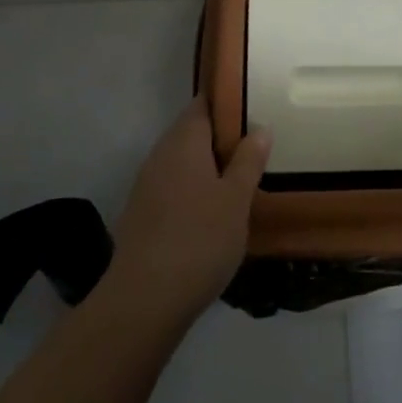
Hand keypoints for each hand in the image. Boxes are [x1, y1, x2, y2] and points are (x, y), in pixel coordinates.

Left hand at [107, 97, 270, 324]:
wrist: (143, 301)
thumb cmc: (199, 239)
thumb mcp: (237, 199)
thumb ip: (249, 160)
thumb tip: (260, 128)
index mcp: (184, 141)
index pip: (203, 103)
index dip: (226, 101)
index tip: (253, 106)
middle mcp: (161, 155)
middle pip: (192, 132)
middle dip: (221, 137)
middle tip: (255, 146)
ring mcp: (147, 185)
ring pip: (182, 162)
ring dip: (207, 166)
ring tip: (240, 179)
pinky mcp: (142, 215)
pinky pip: (173, 187)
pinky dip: (193, 190)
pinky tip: (212, 212)